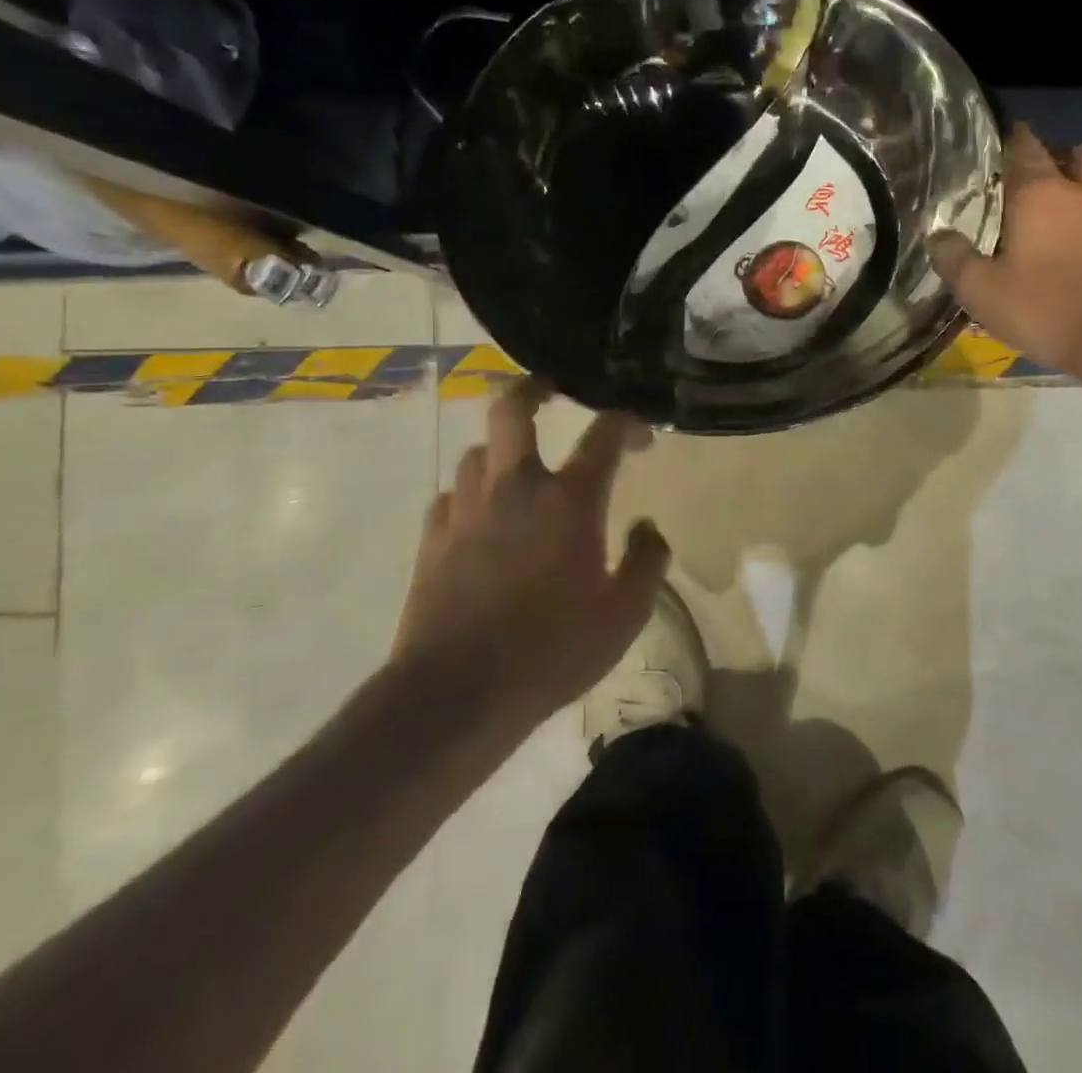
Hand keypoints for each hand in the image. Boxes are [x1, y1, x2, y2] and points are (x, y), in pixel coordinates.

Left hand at [392, 378, 670, 724]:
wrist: (458, 693)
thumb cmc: (553, 651)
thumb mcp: (624, 614)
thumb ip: (647, 562)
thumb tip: (648, 527)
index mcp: (567, 500)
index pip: (603, 434)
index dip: (626, 422)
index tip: (640, 434)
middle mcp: (515, 488)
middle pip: (511, 409)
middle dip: (531, 389)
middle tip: (549, 391)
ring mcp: (466, 509)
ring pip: (479, 452)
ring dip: (503, 452)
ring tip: (519, 471)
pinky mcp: (433, 538)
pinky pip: (452, 496)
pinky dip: (472, 496)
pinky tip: (481, 521)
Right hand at [931, 124, 1081, 377]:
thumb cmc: (1046, 308)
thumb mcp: (982, 291)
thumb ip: (955, 260)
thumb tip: (938, 236)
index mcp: (1040, 193)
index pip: (1025, 148)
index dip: (1014, 140)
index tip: (1003, 141)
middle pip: (1077, 153)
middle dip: (1058, 156)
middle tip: (1038, 177)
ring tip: (1074, 203)